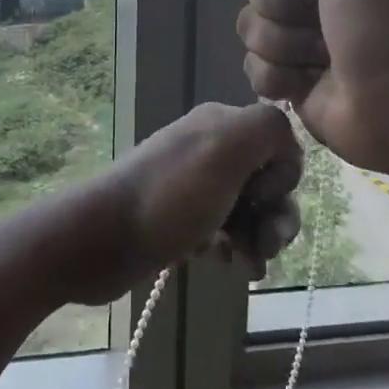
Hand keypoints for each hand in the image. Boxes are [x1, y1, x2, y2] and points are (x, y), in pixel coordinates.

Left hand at [66, 103, 303, 304]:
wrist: (102, 239)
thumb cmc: (170, 196)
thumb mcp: (226, 147)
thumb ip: (268, 130)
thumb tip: (286, 150)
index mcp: (221, 124)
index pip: (280, 144)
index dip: (282, 176)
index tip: (260, 197)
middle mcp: (210, 149)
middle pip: (267, 181)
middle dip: (276, 216)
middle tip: (265, 246)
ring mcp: (194, 187)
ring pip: (249, 211)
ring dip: (259, 238)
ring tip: (248, 264)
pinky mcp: (182, 221)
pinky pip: (225, 232)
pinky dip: (234, 248)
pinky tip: (224, 263)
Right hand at [238, 0, 388, 173]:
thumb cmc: (387, 20)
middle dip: (285, 0)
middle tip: (325, 18)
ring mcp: (297, 33)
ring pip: (248, 23)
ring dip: (285, 42)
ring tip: (322, 57)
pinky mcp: (287, 76)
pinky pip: (251, 66)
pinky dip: (279, 77)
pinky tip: (307, 83)